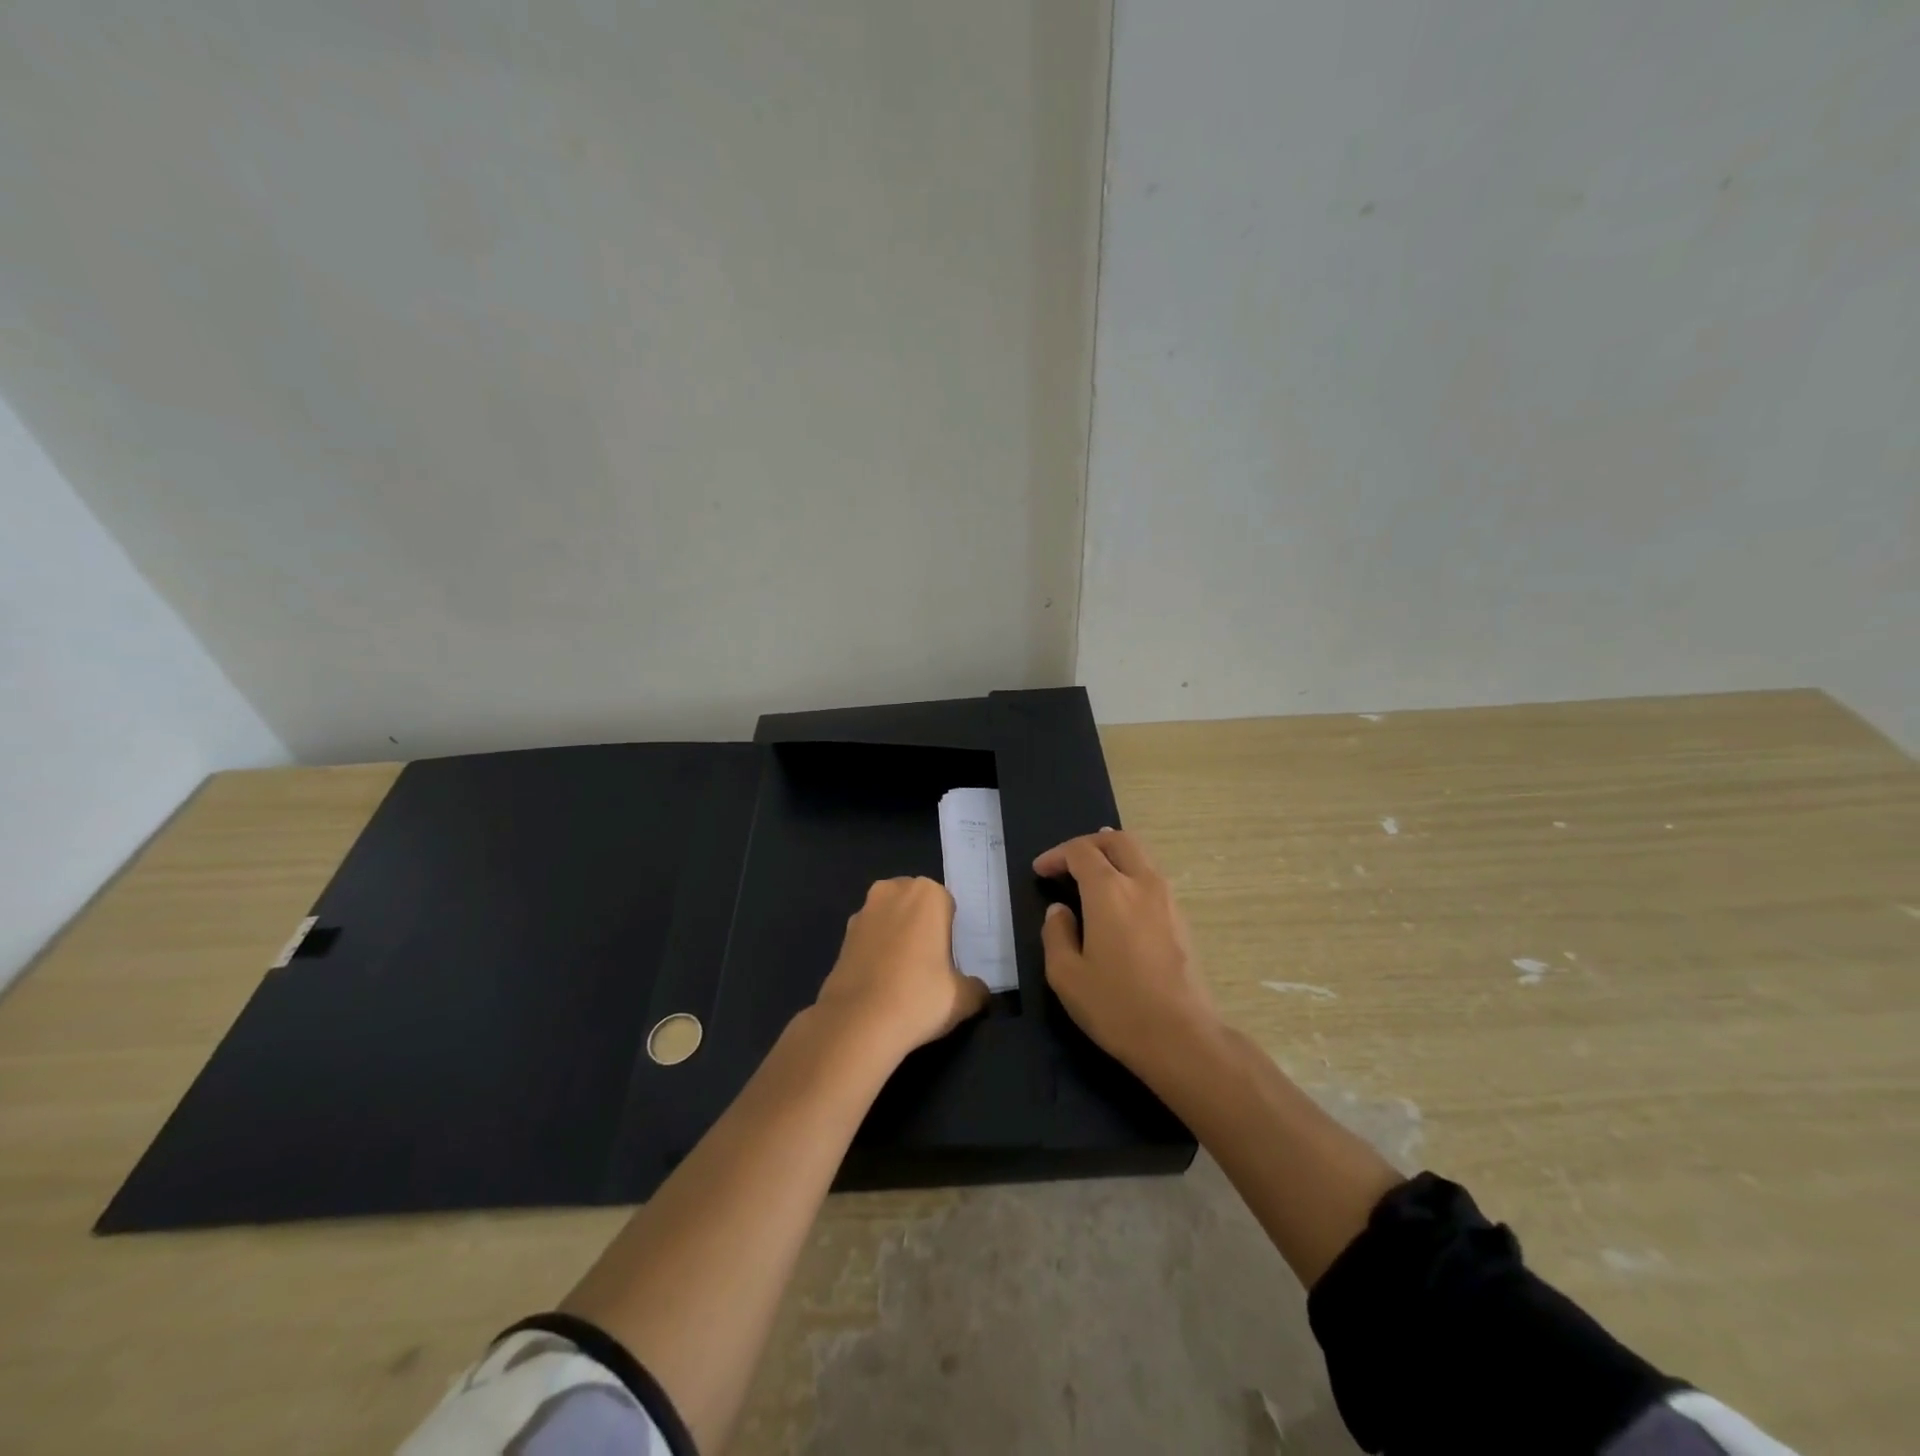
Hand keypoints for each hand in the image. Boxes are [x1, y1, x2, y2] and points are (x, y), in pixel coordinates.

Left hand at [814, 877, 989, 1059]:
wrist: (857, 1023)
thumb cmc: (918, 997)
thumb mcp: (963, 998)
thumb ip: (976, 988)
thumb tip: (978, 990)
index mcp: (928, 894)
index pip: (947, 905)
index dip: (950, 932)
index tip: (951, 959)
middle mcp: (893, 891)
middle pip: (916, 905)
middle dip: (922, 926)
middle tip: (930, 965)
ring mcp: (863, 911)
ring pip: (890, 919)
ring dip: (897, 936)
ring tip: (904, 976)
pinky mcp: (842, 935)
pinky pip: (870, 937)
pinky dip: (876, 952)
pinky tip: (881, 982)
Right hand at [1034, 829, 1217, 1075]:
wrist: (1182, 1037)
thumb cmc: (1116, 1006)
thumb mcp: (1066, 975)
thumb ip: (1056, 934)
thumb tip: (1060, 911)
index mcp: (1109, 891)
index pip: (1080, 852)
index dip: (1057, 855)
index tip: (1041, 871)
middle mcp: (1142, 884)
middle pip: (1119, 840)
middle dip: (1090, 842)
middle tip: (1069, 860)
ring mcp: (1168, 900)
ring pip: (1141, 856)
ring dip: (1114, 856)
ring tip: (1094, 871)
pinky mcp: (1182, 919)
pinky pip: (1153, 878)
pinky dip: (1132, 874)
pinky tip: (1120, 899)